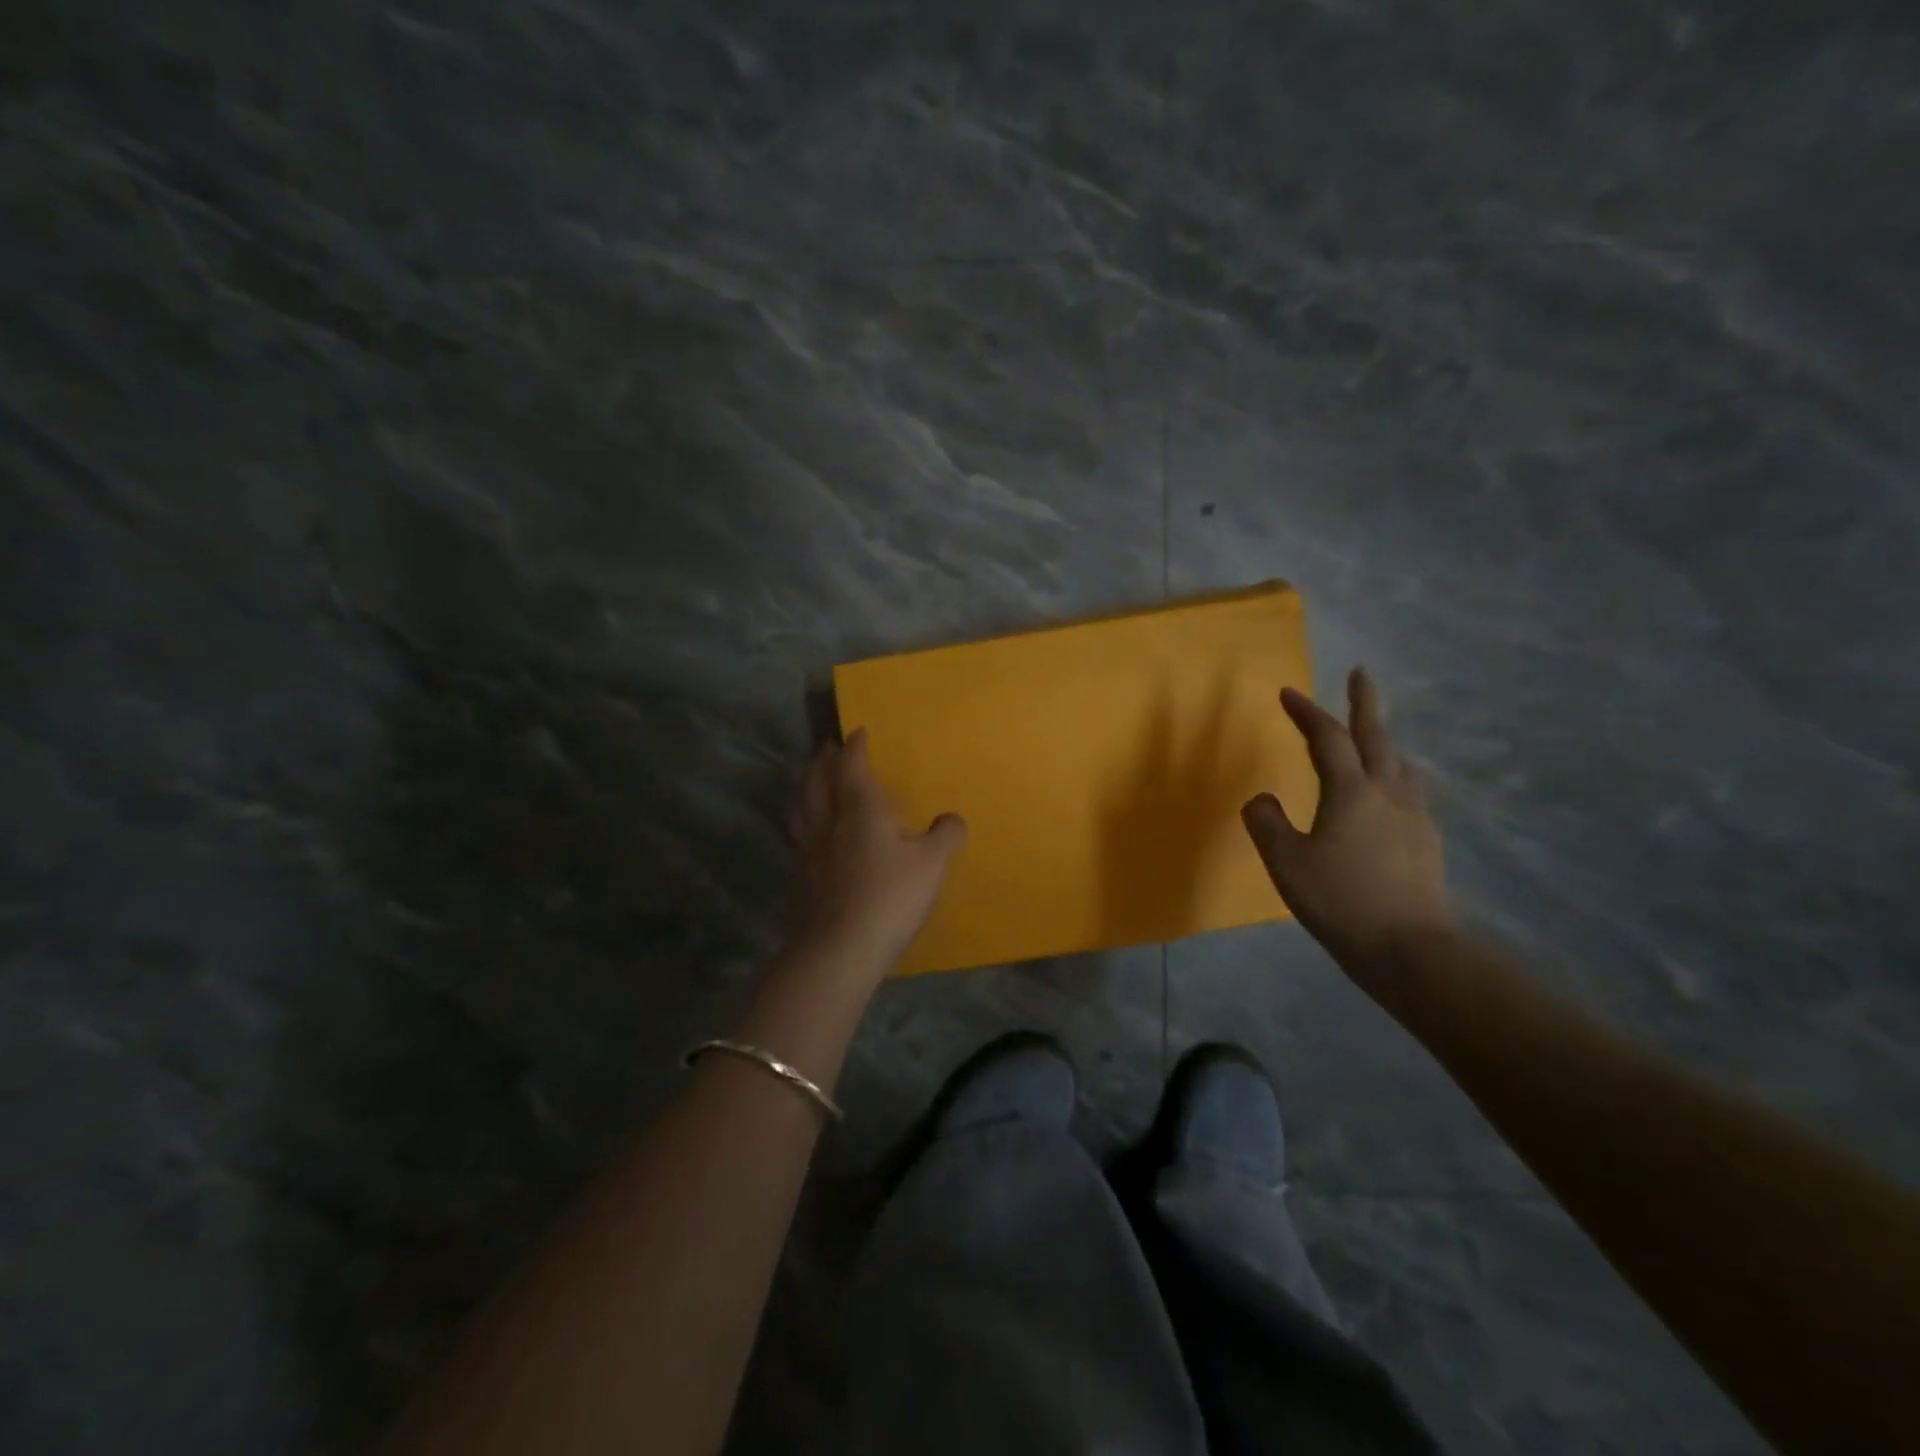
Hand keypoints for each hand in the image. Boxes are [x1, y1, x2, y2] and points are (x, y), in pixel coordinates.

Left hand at [785, 730, 965, 980]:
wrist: (840, 948)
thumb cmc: (891, 897)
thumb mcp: (932, 864)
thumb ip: (945, 835)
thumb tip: (952, 818)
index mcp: (860, 809)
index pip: (853, 766)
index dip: (855, 746)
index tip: (858, 732)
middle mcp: (829, 820)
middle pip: (817, 779)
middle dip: (823, 759)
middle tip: (827, 746)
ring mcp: (808, 848)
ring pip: (800, 804)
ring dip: (805, 783)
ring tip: (809, 778)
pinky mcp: (799, 874)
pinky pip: (796, 832)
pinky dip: (800, 817)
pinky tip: (807, 829)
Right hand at [1241, 668, 1451, 967]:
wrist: (1409, 948)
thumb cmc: (1339, 899)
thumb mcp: (1286, 861)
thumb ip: (1266, 823)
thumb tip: (1262, 800)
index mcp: (1351, 791)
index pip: (1327, 738)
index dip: (1307, 712)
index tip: (1287, 692)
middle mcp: (1388, 793)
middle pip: (1377, 736)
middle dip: (1365, 702)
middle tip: (1361, 673)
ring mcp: (1415, 816)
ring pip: (1400, 763)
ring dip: (1385, 740)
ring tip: (1375, 737)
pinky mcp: (1427, 841)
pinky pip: (1410, 792)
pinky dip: (1395, 776)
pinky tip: (1390, 795)